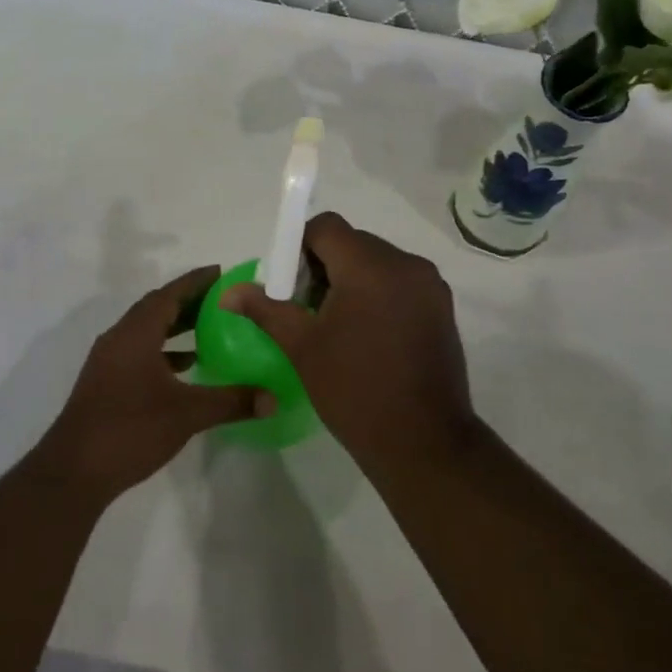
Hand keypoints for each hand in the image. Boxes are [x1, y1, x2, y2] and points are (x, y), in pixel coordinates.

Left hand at [35, 266, 265, 502]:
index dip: (196, 281)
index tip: (222, 273)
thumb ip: (231, 401)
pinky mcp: (105, 383)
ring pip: (146, 331)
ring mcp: (108, 361)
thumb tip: (272, 398)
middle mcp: (119, 338)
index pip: (169, 294)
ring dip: (175, 327)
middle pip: (157, 308)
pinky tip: (184, 369)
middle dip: (189, 301)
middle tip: (223, 300)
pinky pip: (139, 352)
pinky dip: (163, 352)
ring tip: (210, 330)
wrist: (73, 472)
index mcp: (136, 333)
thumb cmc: (130, 430)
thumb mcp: (187, 414)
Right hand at [222, 212, 481, 482]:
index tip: (288, 282)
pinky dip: (377, 292)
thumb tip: (230, 292)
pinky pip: (400, 281)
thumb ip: (266, 309)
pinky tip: (366, 332)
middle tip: (305, 305)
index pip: (327, 227)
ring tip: (335, 322)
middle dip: (324, 264)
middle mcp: (405, 264)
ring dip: (352, 278)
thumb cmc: (355, 391)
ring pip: (377, 261)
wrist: (424, 443)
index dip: (299, 245)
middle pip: (353, 242)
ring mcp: (429, 285)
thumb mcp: (303, 347)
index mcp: (370, 266)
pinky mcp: (442, 306)